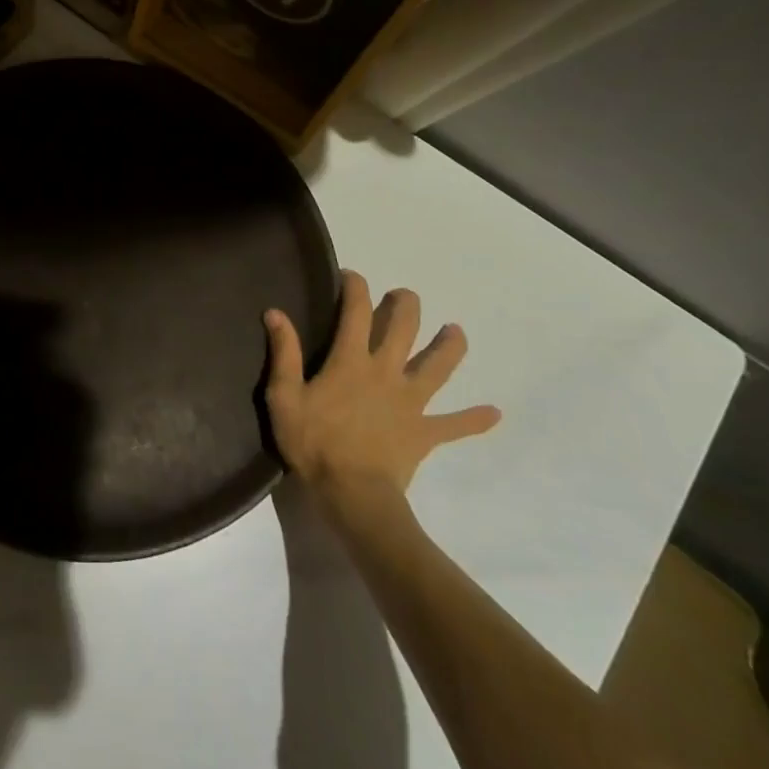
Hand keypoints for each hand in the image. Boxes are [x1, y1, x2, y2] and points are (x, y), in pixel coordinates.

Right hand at [265, 270, 498, 501]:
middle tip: (403, 296)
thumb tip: (275, 312)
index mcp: (351, 361)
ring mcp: (411, 402)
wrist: (353, 494)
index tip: (349, 275)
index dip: (354, 287)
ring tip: (456, 331)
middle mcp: (386, 372)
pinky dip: (474, 419)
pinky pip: (455, 425)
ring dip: (449, 347)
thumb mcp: (284, 396)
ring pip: (437, 367)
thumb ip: (284, 353)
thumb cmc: (313, 443)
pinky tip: (493, 414)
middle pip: (403, 329)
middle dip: (405, 306)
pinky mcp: (425, 432)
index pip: (355, 312)